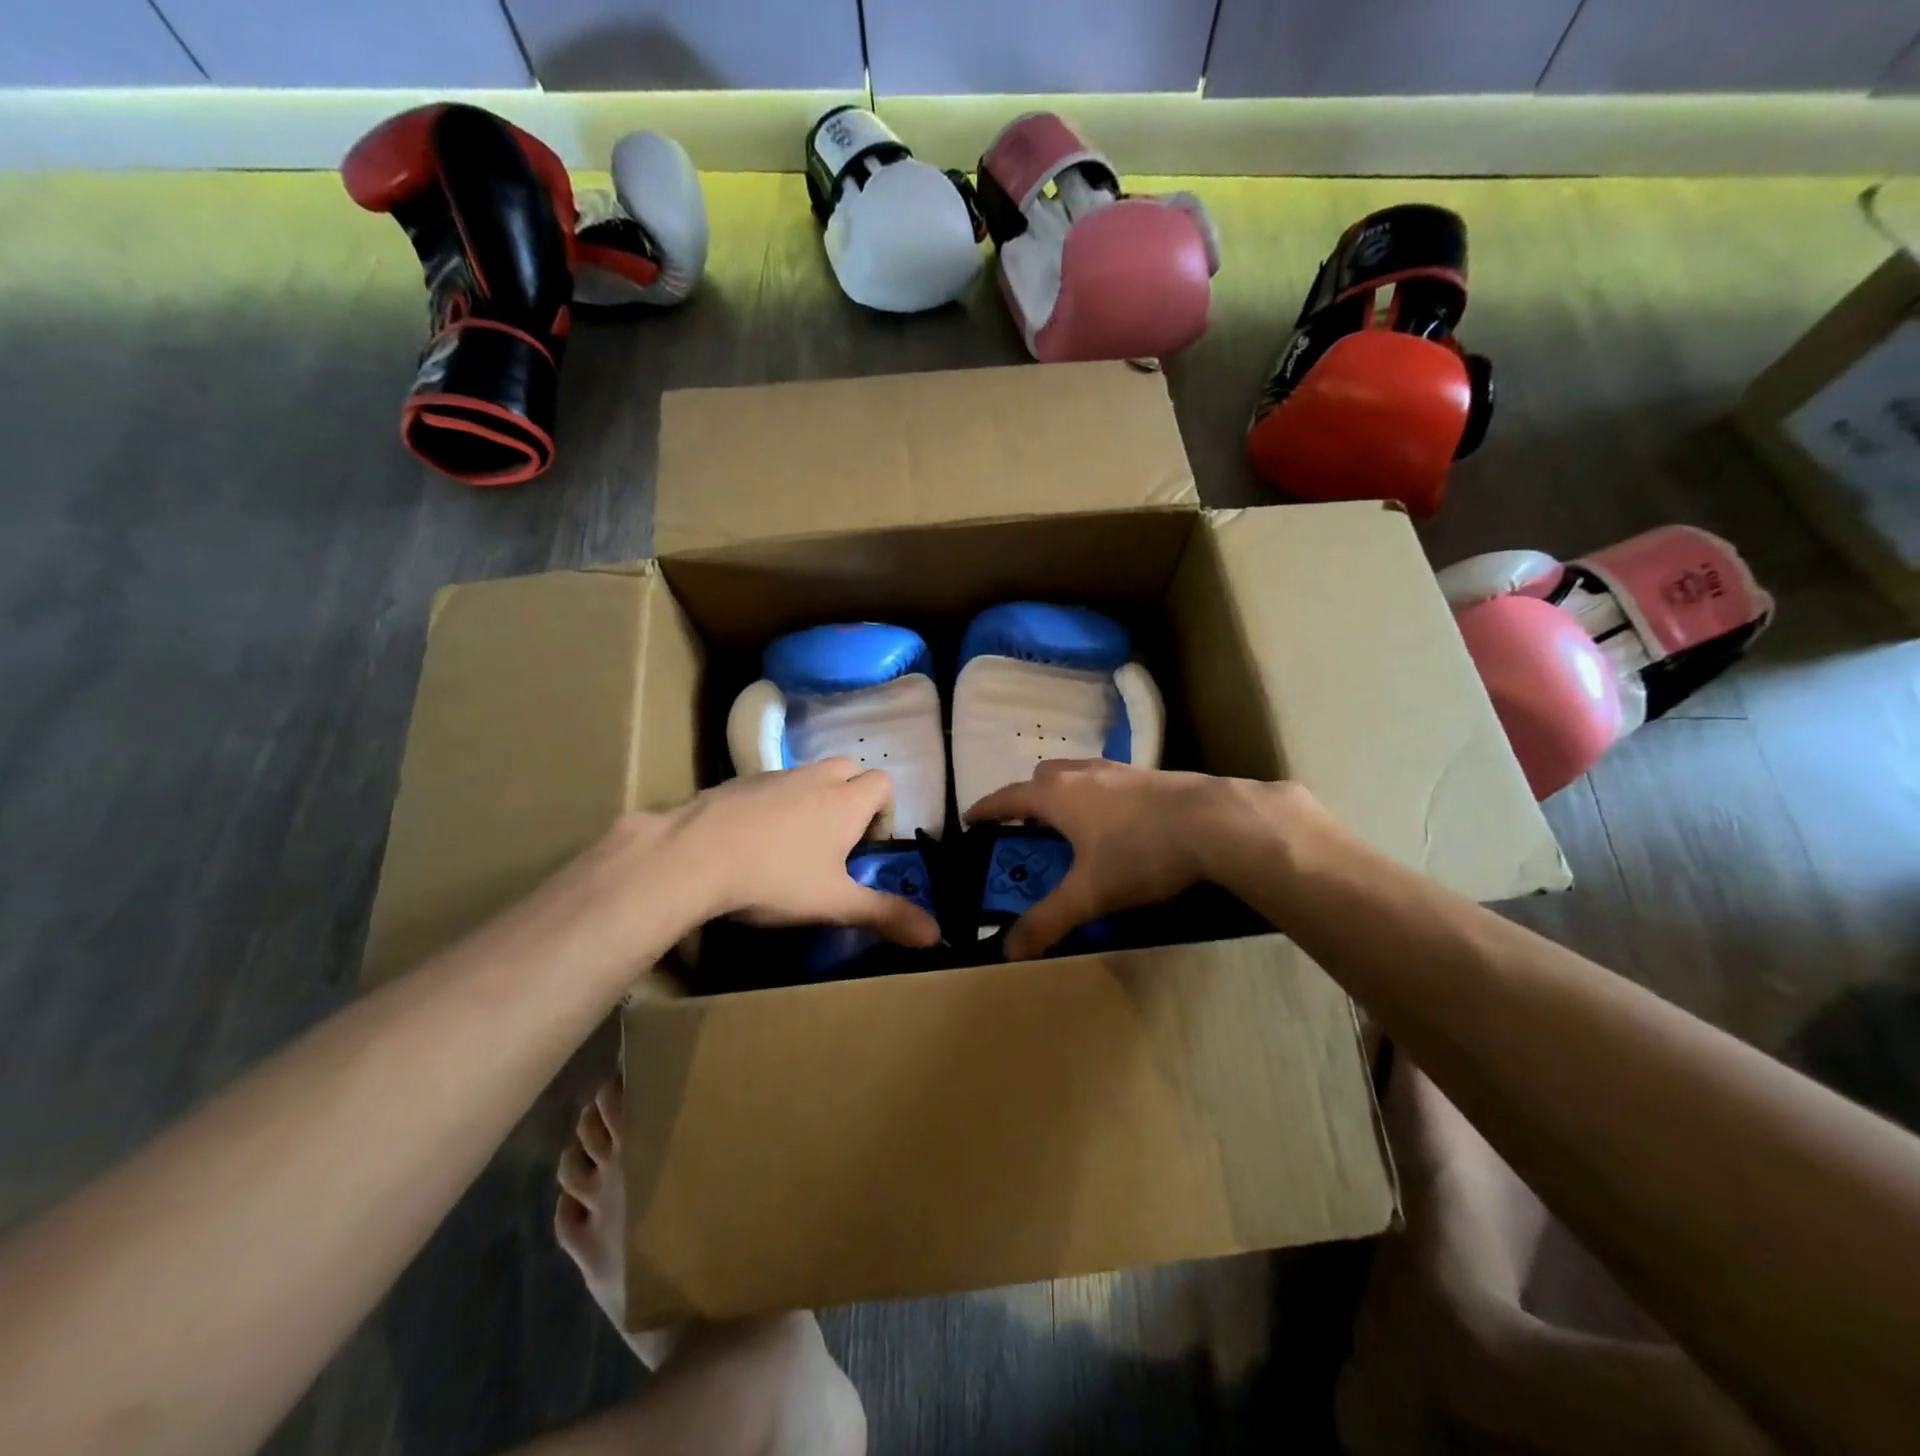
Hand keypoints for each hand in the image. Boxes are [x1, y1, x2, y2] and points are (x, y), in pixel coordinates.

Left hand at [664, 758, 942, 945]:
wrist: (694, 856)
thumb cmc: (776, 878)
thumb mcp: (835, 903)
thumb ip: (886, 915)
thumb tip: (937, 935)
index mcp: (846, 801)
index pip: (884, 783)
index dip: (885, 811)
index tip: (868, 847)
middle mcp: (816, 778)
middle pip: (850, 768)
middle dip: (853, 796)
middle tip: (838, 839)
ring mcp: (775, 776)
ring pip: (809, 774)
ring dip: (815, 797)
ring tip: (797, 842)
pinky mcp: (739, 782)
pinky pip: (773, 783)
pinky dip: (777, 802)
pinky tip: (756, 839)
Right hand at [966, 760, 1305, 959]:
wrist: (1215, 822)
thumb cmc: (1141, 852)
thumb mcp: (1090, 894)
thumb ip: (1048, 921)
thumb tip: (1007, 951)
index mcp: (1057, 794)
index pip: (1007, 798)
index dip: (985, 810)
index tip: (969, 820)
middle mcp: (1081, 773)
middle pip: (1041, 778)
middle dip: (1027, 800)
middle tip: (1024, 829)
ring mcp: (1117, 769)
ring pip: (1075, 775)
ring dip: (1063, 796)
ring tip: (1068, 827)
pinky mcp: (1147, 775)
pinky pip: (1105, 781)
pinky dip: (1095, 797)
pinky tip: (1115, 824)